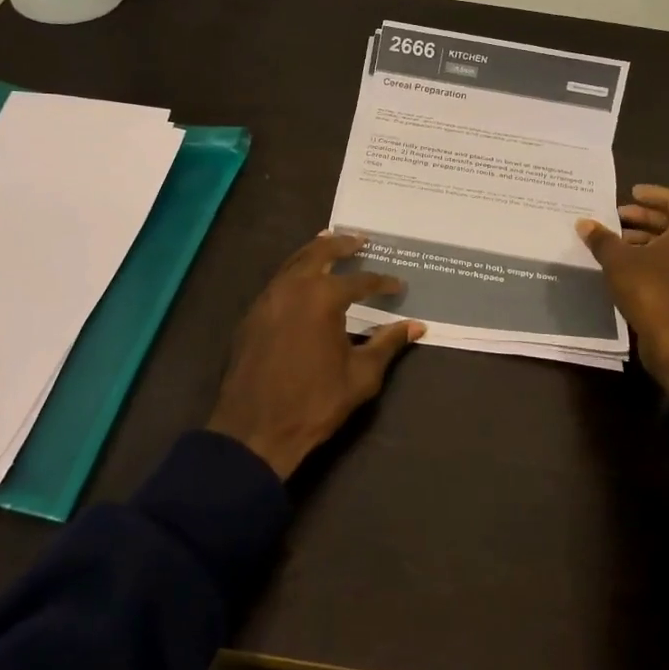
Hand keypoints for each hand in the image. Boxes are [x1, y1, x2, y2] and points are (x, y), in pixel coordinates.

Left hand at [208, 232, 425, 478]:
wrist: (255, 430)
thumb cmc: (315, 402)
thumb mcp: (361, 375)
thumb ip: (387, 343)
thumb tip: (416, 326)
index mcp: (322, 298)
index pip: (360, 281)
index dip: (382, 282)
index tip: (399, 286)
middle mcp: (293, 287)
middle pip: (319, 252)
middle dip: (342, 244)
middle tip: (361, 239)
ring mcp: (267, 299)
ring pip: (293, 262)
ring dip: (315, 251)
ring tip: (331, 245)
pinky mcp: (252, 315)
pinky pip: (278, 281)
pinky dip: (295, 271)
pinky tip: (304, 280)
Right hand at [576, 185, 668, 396]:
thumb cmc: (650, 289)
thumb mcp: (619, 261)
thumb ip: (602, 239)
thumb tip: (584, 223)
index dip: (653, 194)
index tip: (631, 193)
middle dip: (645, 217)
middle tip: (618, 216)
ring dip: (647, 239)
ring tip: (617, 241)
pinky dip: (653, 258)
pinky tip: (627, 266)